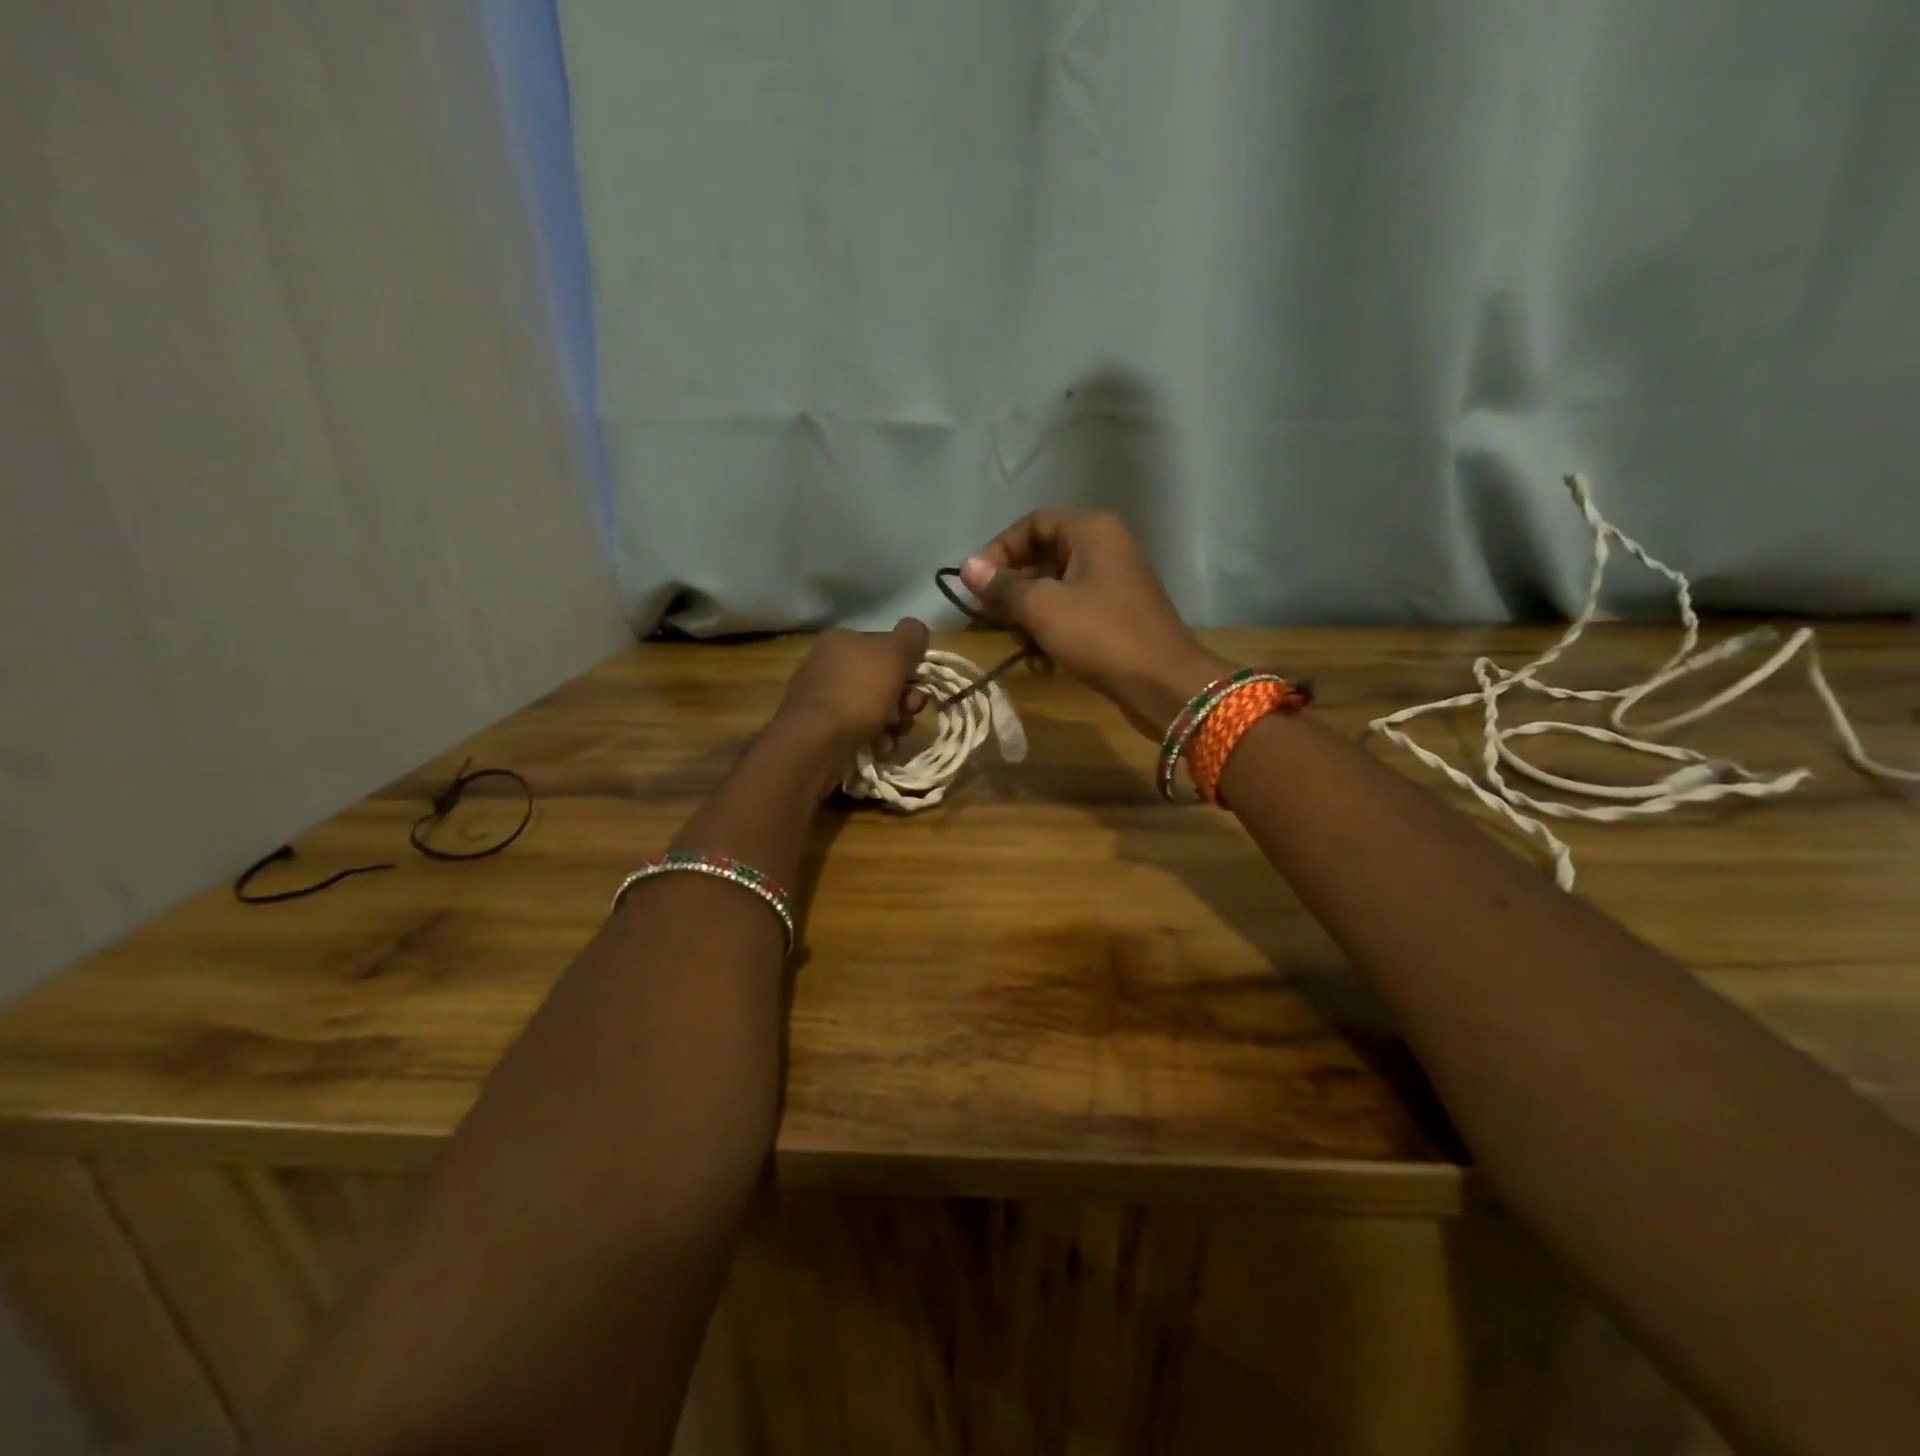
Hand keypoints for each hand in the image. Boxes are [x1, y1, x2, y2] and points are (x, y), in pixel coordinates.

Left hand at [771, 620, 929, 791]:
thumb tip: (916, 630)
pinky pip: (861, 731)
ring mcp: (825, 700)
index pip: (886, 647)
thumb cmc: (858, 691)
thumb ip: (911, 636)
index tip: (918, 684)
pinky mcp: (823, 731)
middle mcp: (830, 666)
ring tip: (892, 735)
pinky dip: (875, 739)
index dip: (908, 666)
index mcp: (842, 641)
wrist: (817, 742)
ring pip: (876, 709)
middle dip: (904, 700)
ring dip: (894, 723)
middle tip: (909, 711)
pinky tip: (878, 747)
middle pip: (884, 681)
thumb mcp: (894, 653)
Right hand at [960, 512, 1229, 737]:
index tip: (977, 586)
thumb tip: (967, 567)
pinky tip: (1044, 664)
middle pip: (1041, 559)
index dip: (998, 551)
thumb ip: (1002, 587)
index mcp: (1090, 531)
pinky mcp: (1115, 617)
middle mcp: (1103, 548)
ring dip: (1030, 620)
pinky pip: (1071, 615)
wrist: (1163, 683)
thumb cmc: (1101, 635)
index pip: (1031, 524)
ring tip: (1023, 648)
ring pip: (1053, 592)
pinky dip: (1053, 635)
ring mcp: (1112, 584)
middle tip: (994, 621)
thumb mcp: (1043, 608)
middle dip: (1013, 593)